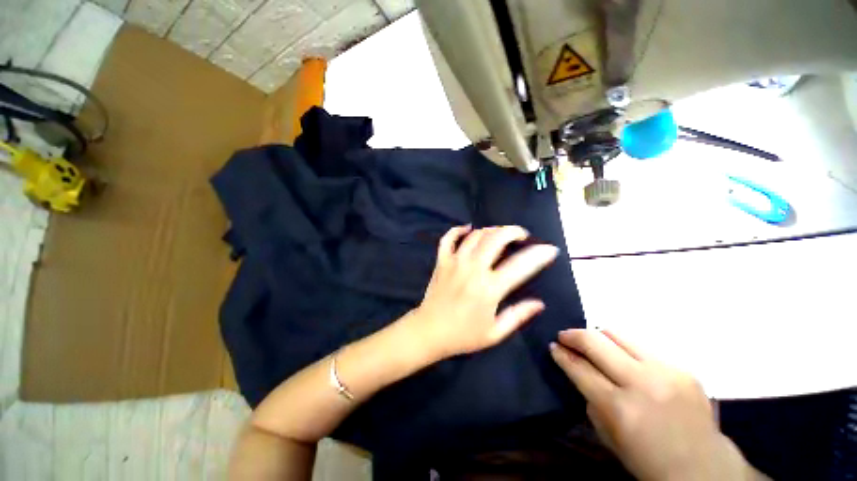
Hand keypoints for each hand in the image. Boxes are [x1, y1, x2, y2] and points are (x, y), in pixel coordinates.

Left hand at [411, 225, 558, 359]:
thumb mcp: (495, 333)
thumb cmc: (463, 335)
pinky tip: (467, 228)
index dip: (539, 255)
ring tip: (499, 234)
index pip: (520, 265)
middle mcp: (473, 269)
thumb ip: (518, 315)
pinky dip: (458, 230)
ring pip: (475, 235)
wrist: (429, 331)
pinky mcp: (442, 261)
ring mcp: (455, 262)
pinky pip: (448, 238)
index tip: (550, 249)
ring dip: (491, 230)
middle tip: (521, 235)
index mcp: (490, 289)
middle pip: (496, 238)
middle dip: (513, 231)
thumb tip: (539, 303)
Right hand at [550, 330, 759, 480]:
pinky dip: (624, 348)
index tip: (552, 346)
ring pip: (618, 335)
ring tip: (590, 342)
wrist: (704, 468)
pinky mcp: (682, 367)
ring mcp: (666, 371)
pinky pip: (642, 347)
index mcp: (620, 408)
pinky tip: (623, 359)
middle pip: (596, 342)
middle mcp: (642, 383)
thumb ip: (590, 399)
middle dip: (573, 335)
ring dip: (597, 336)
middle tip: (564, 336)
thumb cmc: (648, 461)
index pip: (579, 368)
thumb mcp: (609, 437)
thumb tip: (578, 369)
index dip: (561, 354)